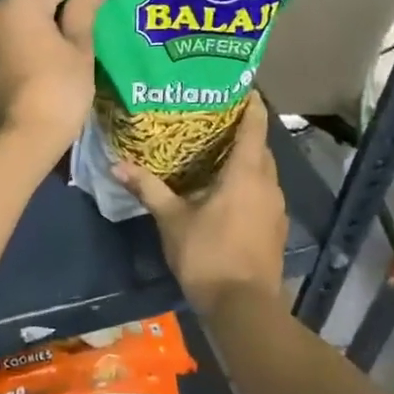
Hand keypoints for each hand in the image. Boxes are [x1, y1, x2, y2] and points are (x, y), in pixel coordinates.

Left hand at [0, 0, 119, 159]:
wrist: (19, 140)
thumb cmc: (59, 88)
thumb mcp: (80, 47)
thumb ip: (86, 7)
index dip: (77, 2)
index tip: (88, 29)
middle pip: (33, 0)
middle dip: (55, 16)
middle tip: (77, 48)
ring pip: (18, 22)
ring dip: (37, 34)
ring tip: (58, 63)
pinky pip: (5, 43)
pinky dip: (21, 50)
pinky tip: (37, 74)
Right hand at [114, 93, 287, 316]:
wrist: (244, 309)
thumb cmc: (208, 254)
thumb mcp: (172, 220)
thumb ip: (148, 188)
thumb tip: (117, 164)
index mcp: (246, 173)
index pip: (255, 125)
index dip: (251, 102)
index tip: (239, 84)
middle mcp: (268, 184)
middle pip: (260, 147)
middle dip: (243, 130)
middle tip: (214, 117)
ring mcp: (276, 208)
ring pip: (264, 171)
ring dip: (247, 159)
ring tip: (217, 151)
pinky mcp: (276, 228)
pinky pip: (264, 192)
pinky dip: (249, 182)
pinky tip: (227, 190)